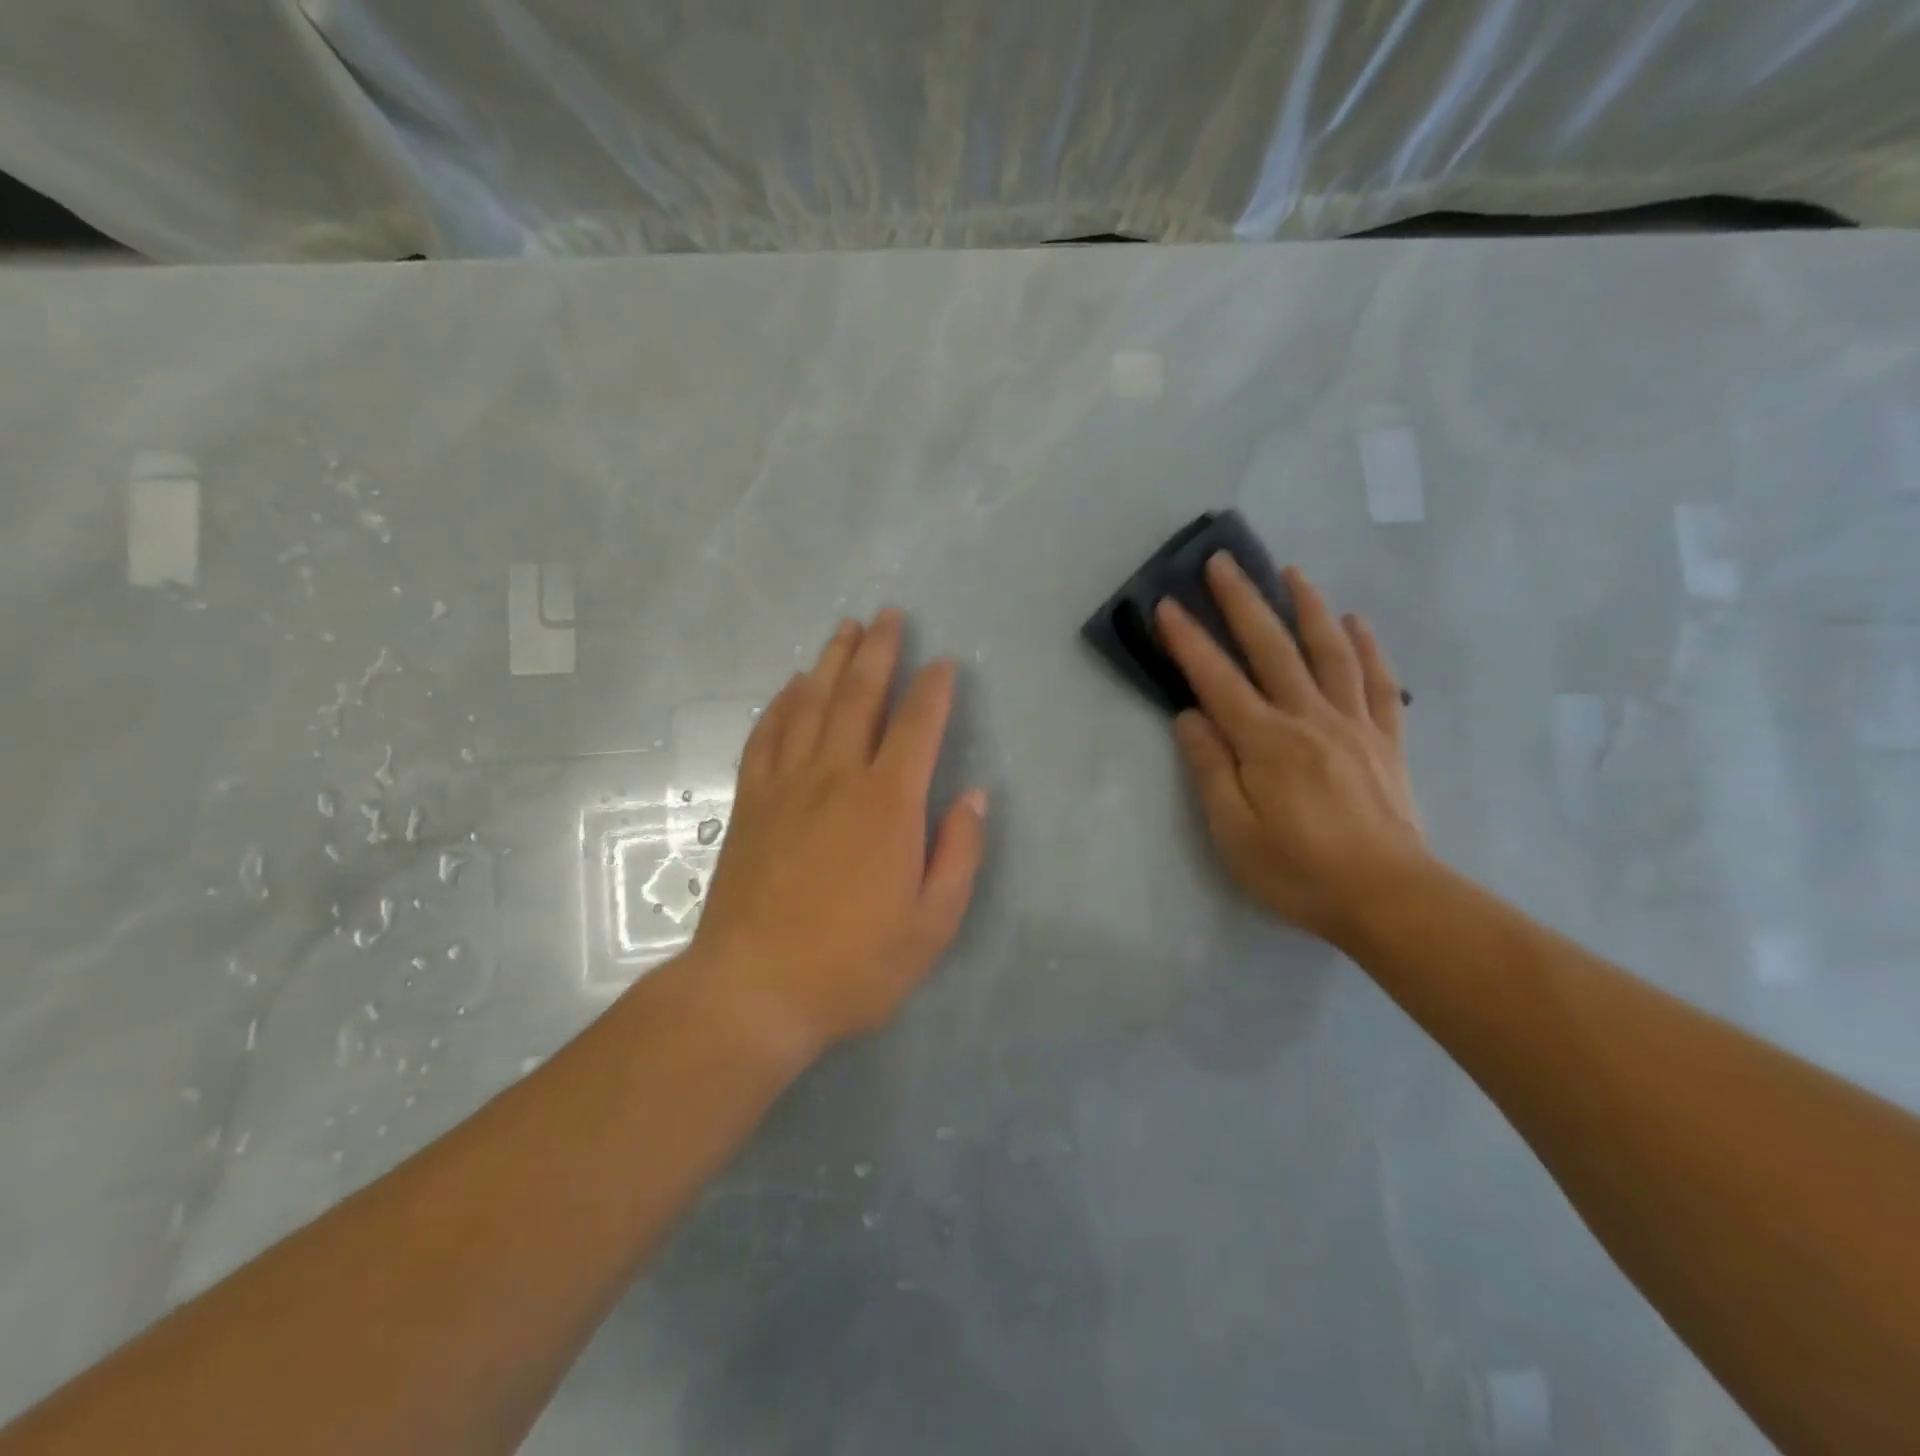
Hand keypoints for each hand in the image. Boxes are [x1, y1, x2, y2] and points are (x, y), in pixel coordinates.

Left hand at [685, 609, 986, 1056]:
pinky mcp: (750, 802)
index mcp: (888, 804)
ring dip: (831, 662)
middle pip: (859, 696)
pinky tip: (790, 687)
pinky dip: (781, 703)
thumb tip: (975, 797)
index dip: (933, 689)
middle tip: (888, 615)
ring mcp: (787, 785)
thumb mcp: (932, 924)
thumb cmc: (854, 964)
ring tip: (846, 630)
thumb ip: (960, 854)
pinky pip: (766, 735)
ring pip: (811, 704)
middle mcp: (837, 777)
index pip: (917, 726)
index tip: (942, 663)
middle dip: (878, 651)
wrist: (754, 991)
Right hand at [1157, 556, 1428, 945]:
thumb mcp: (1235, 832)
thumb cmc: (1299, 871)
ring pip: (1329, 651)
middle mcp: (1310, 718)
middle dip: (1243, 601)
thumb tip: (1190, 717)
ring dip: (1307, 606)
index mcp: (1266, 743)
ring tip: (1291, 572)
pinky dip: (1366, 646)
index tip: (1166, 604)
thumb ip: (1210, 769)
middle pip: (1272, 648)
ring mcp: (1354, 724)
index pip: (1217, 680)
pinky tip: (1355, 622)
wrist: (1390, 899)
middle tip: (1222, 562)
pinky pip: (1379, 681)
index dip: (1189, 641)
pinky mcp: (1386, 739)